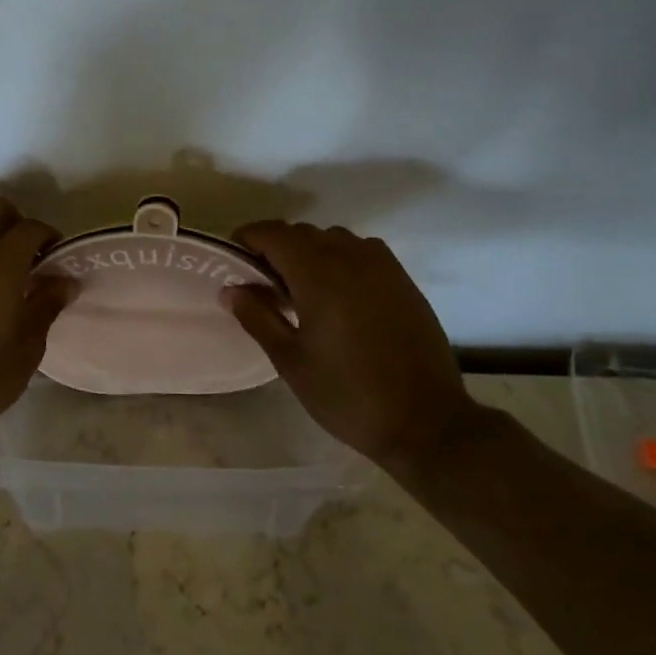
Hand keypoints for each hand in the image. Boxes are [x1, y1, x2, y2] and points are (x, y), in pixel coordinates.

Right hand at [224, 222, 481, 468]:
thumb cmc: (347, 394)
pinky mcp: (403, 280)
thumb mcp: (290, 361)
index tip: (233, 260)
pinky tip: (339, 294)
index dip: (247, 239)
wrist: (425, 421)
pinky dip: (340, 259)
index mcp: (318, 273)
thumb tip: (230, 289)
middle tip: (262, 283)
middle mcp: (350, 256)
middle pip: (302, 233)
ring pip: (333, 238)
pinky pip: (362, 251)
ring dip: (310, 251)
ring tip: (301, 289)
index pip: (273, 234)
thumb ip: (257, 317)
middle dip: (276, 248)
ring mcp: (382, 265)